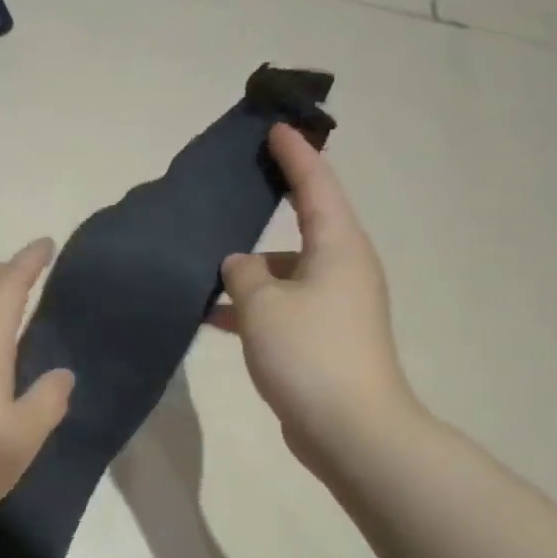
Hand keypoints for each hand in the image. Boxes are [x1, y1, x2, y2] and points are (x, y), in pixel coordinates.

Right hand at [210, 123, 421, 473]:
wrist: (351, 430)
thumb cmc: (309, 354)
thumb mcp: (263, 305)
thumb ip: (242, 274)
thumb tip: (239, 265)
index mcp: (339, 246)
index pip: (317, 184)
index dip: (295, 154)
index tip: (276, 128)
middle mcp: (343, 269)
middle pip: (304, 225)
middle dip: (271, 208)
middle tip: (235, 190)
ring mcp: (336, 306)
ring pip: (288, 272)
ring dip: (252, 272)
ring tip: (205, 270)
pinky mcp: (325, 339)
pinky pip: (285, 307)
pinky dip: (255, 307)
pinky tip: (215, 318)